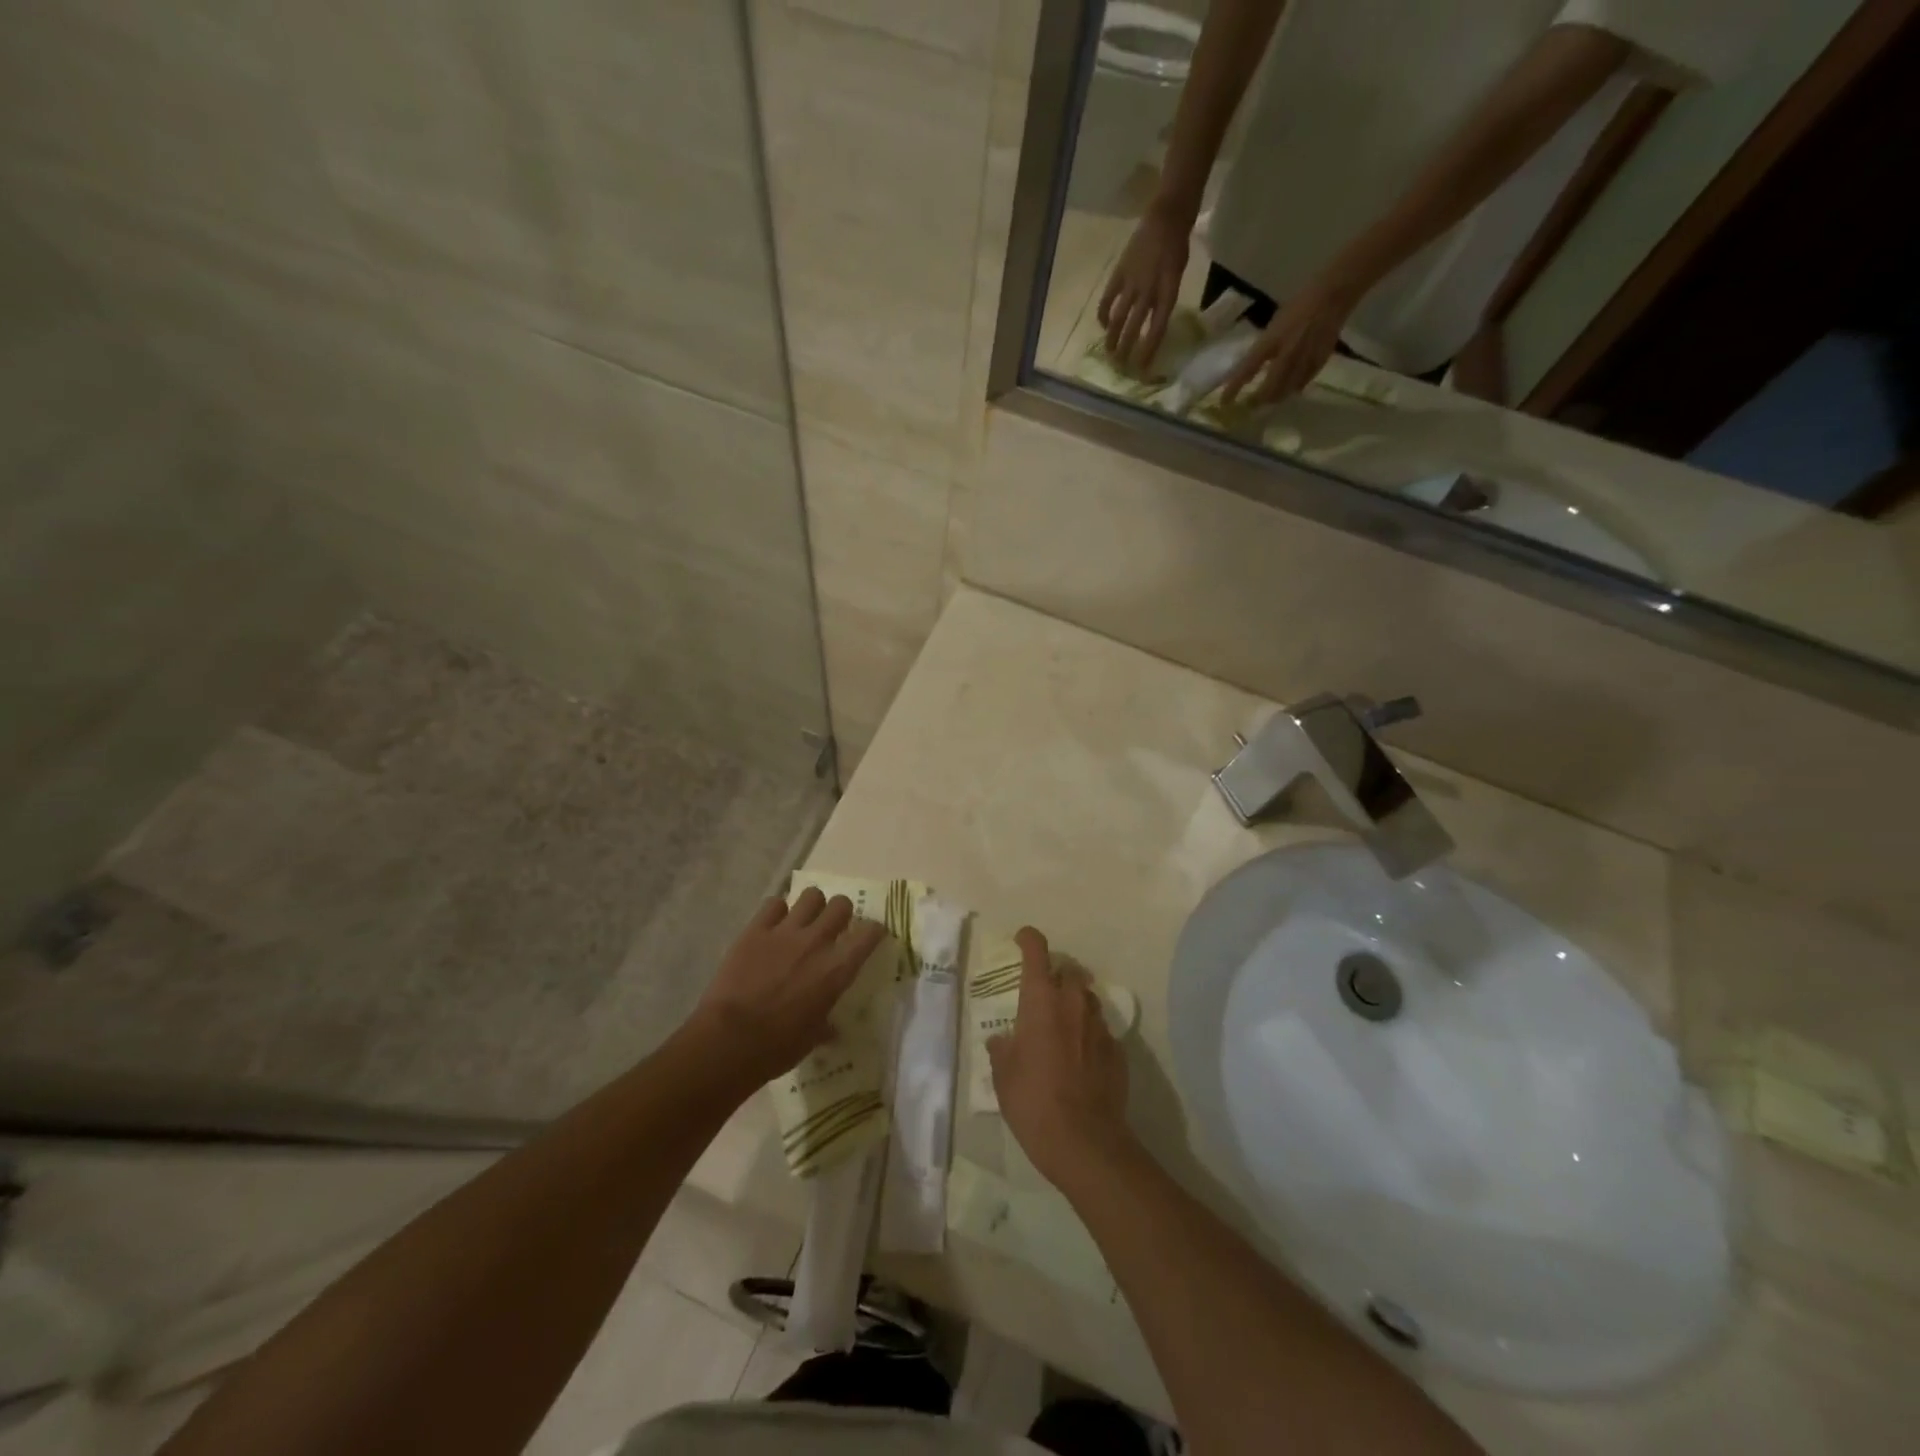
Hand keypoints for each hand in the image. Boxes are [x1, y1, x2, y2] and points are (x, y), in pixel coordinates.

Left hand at [688, 888, 885, 1084]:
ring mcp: (785, 932)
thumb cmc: (777, 1047)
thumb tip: (831, 1029)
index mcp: (837, 969)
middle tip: (833, 927)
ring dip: (811, 906)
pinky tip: (772, 926)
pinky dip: (776, 912)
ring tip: (803, 920)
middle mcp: (817, 942)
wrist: (729, 1040)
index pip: (870, 933)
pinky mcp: (755, 930)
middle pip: (841, 904)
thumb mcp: (812, 1038)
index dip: (874, 931)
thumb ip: (825, 1024)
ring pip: (811, 895)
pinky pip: (773, 904)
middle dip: (841, 912)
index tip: (870, 936)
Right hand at [988, 927, 1132, 1190]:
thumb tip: (1002, 1040)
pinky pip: (1101, 1030)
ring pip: (1088, 999)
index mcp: (1041, 1001)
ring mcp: (1100, 1026)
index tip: (1023, 939)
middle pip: (1069, 971)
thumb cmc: (1033, 1101)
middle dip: (1056, 975)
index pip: (1037, 951)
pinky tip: (1081, 1059)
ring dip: (1075, 1004)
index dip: (1029, 939)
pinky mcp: (1118, 1051)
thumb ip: (1002, 1049)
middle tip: (1042, 994)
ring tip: (1062, 1028)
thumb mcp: (1003, 1075)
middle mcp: (1073, 1003)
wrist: (1085, 1142)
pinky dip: (1090, 1034)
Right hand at [1098, 205, 1191, 373]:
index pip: (1157, 329)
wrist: (1166, 215)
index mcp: (1167, 291)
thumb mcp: (1176, 278)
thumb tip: (1151, 326)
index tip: (1142, 369)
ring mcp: (1131, 281)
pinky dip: (1104, 315)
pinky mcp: (1119, 273)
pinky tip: (1104, 325)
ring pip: (1118, 317)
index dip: (1148, 351)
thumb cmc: (1177, 247)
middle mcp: (1148, 290)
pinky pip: (1108, 299)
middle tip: (1120, 366)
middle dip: (1126, 350)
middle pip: (1134, 328)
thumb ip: (1163, 301)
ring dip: (1112, 338)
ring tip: (1109, 353)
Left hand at [1219, 270, 1362, 406]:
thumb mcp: (1274, 326)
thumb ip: (1264, 348)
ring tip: (1269, 400)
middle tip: (1250, 405)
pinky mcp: (1319, 362)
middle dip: (1258, 400)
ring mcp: (1304, 360)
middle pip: (1269, 389)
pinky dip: (1294, 388)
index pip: (1247, 369)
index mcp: (1271, 341)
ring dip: (1275, 398)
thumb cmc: (1299, 306)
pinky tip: (1290, 389)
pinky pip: (1303, 383)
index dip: (1234, 388)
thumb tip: (1252, 367)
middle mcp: (1286, 355)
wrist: (1332, 295)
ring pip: (1286, 391)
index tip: (1224, 402)